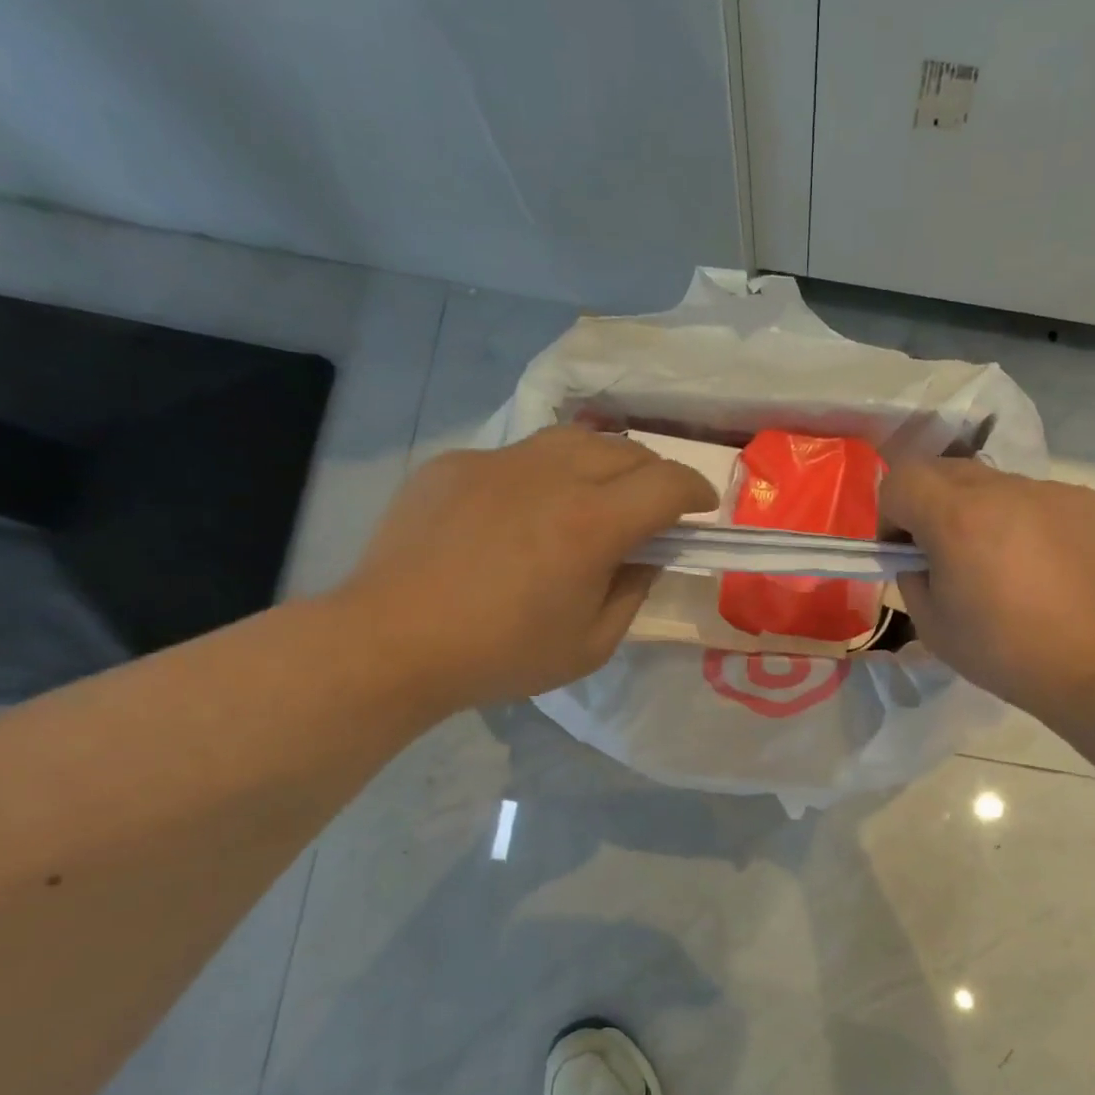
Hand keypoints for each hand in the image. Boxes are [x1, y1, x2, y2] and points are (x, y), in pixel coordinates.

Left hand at [338, 428, 715, 709]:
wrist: (392, 642)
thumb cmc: (501, 655)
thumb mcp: (591, 645)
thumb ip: (632, 593)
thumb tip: (645, 557)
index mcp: (592, 524)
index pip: (667, 483)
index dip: (696, 490)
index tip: (702, 507)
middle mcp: (551, 476)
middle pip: (626, 450)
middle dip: (654, 474)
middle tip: (654, 506)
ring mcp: (498, 463)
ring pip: (573, 439)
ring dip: (604, 462)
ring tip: (599, 494)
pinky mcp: (456, 465)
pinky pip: (518, 456)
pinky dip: (543, 476)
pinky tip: (526, 512)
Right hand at [880, 459, 1094, 718]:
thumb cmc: (1003, 653)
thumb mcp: (931, 625)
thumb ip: (912, 576)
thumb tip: (922, 556)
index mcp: (956, 518)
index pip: (900, 480)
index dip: (891, 514)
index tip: (906, 551)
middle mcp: (1003, 489)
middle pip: (945, 471)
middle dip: (932, 507)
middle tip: (949, 555)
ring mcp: (1051, 491)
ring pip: (995, 485)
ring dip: (982, 513)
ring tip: (1004, 565)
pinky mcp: (1087, 501)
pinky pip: (1038, 500)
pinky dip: (1027, 523)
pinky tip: (1044, 568)